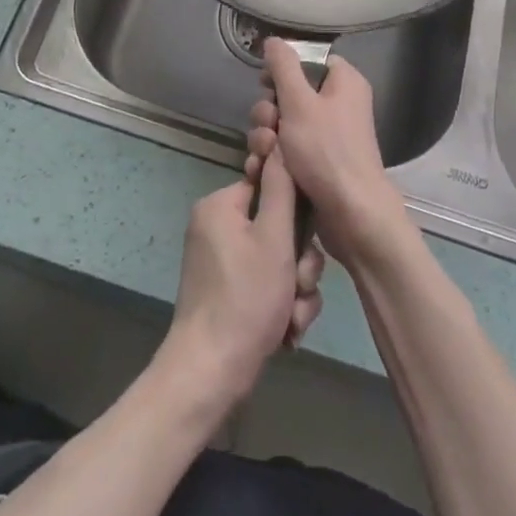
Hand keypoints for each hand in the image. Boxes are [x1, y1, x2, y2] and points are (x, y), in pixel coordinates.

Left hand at [163, 154, 324, 410]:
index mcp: (221, 205)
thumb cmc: (245, 299)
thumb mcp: (274, 238)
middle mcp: (217, 228)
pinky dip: (280, 306)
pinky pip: (265, 285)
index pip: (270, 187)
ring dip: (295, 290)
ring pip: (277, 262)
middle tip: (298, 287)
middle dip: (298, 264)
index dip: (296, 215)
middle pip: (278, 229)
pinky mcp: (226, 292)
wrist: (211, 373)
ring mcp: (220, 262)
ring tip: (292, 317)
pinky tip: (286, 332)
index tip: (304, 243)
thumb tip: (279, 142)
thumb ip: (282, 189)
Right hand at [245, 41, 412, 270]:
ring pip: (282, 125)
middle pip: (289, 95)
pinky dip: (272, 159)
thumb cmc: (327, 151)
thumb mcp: (299, 102)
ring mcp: (327, 138)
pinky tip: (259, 171)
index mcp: (343, 82)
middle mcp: (338, 106)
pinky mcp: (317, 165)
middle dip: (268, 112)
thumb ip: (283, 67)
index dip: (283, 71)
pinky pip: (287, 151)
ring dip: (265, 138)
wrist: (351, 216)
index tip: (265, 84)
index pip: (308, 62)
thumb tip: (274, 40)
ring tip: (263, 155)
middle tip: (268, 127)